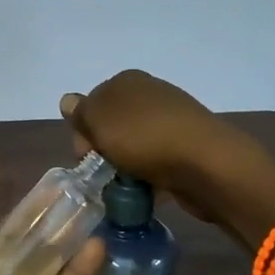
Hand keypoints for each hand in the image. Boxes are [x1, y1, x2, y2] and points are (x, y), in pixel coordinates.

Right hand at [61, 69, 260, 223]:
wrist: (206, 163)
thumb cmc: (144, 138)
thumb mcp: (99, 121)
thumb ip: (80, 112)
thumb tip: (68, 100)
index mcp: (127, 81)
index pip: (91, 105)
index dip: (83, 132)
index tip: (85, 157)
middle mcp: (149, 94)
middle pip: (112, 126)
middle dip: (104, 152)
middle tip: (105, 175)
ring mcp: (171, 120)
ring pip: (133, 146)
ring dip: (125, 167)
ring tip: (126, 189)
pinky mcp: (187, 145)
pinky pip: (156, 162)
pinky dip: (148, 177)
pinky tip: (148, 192)